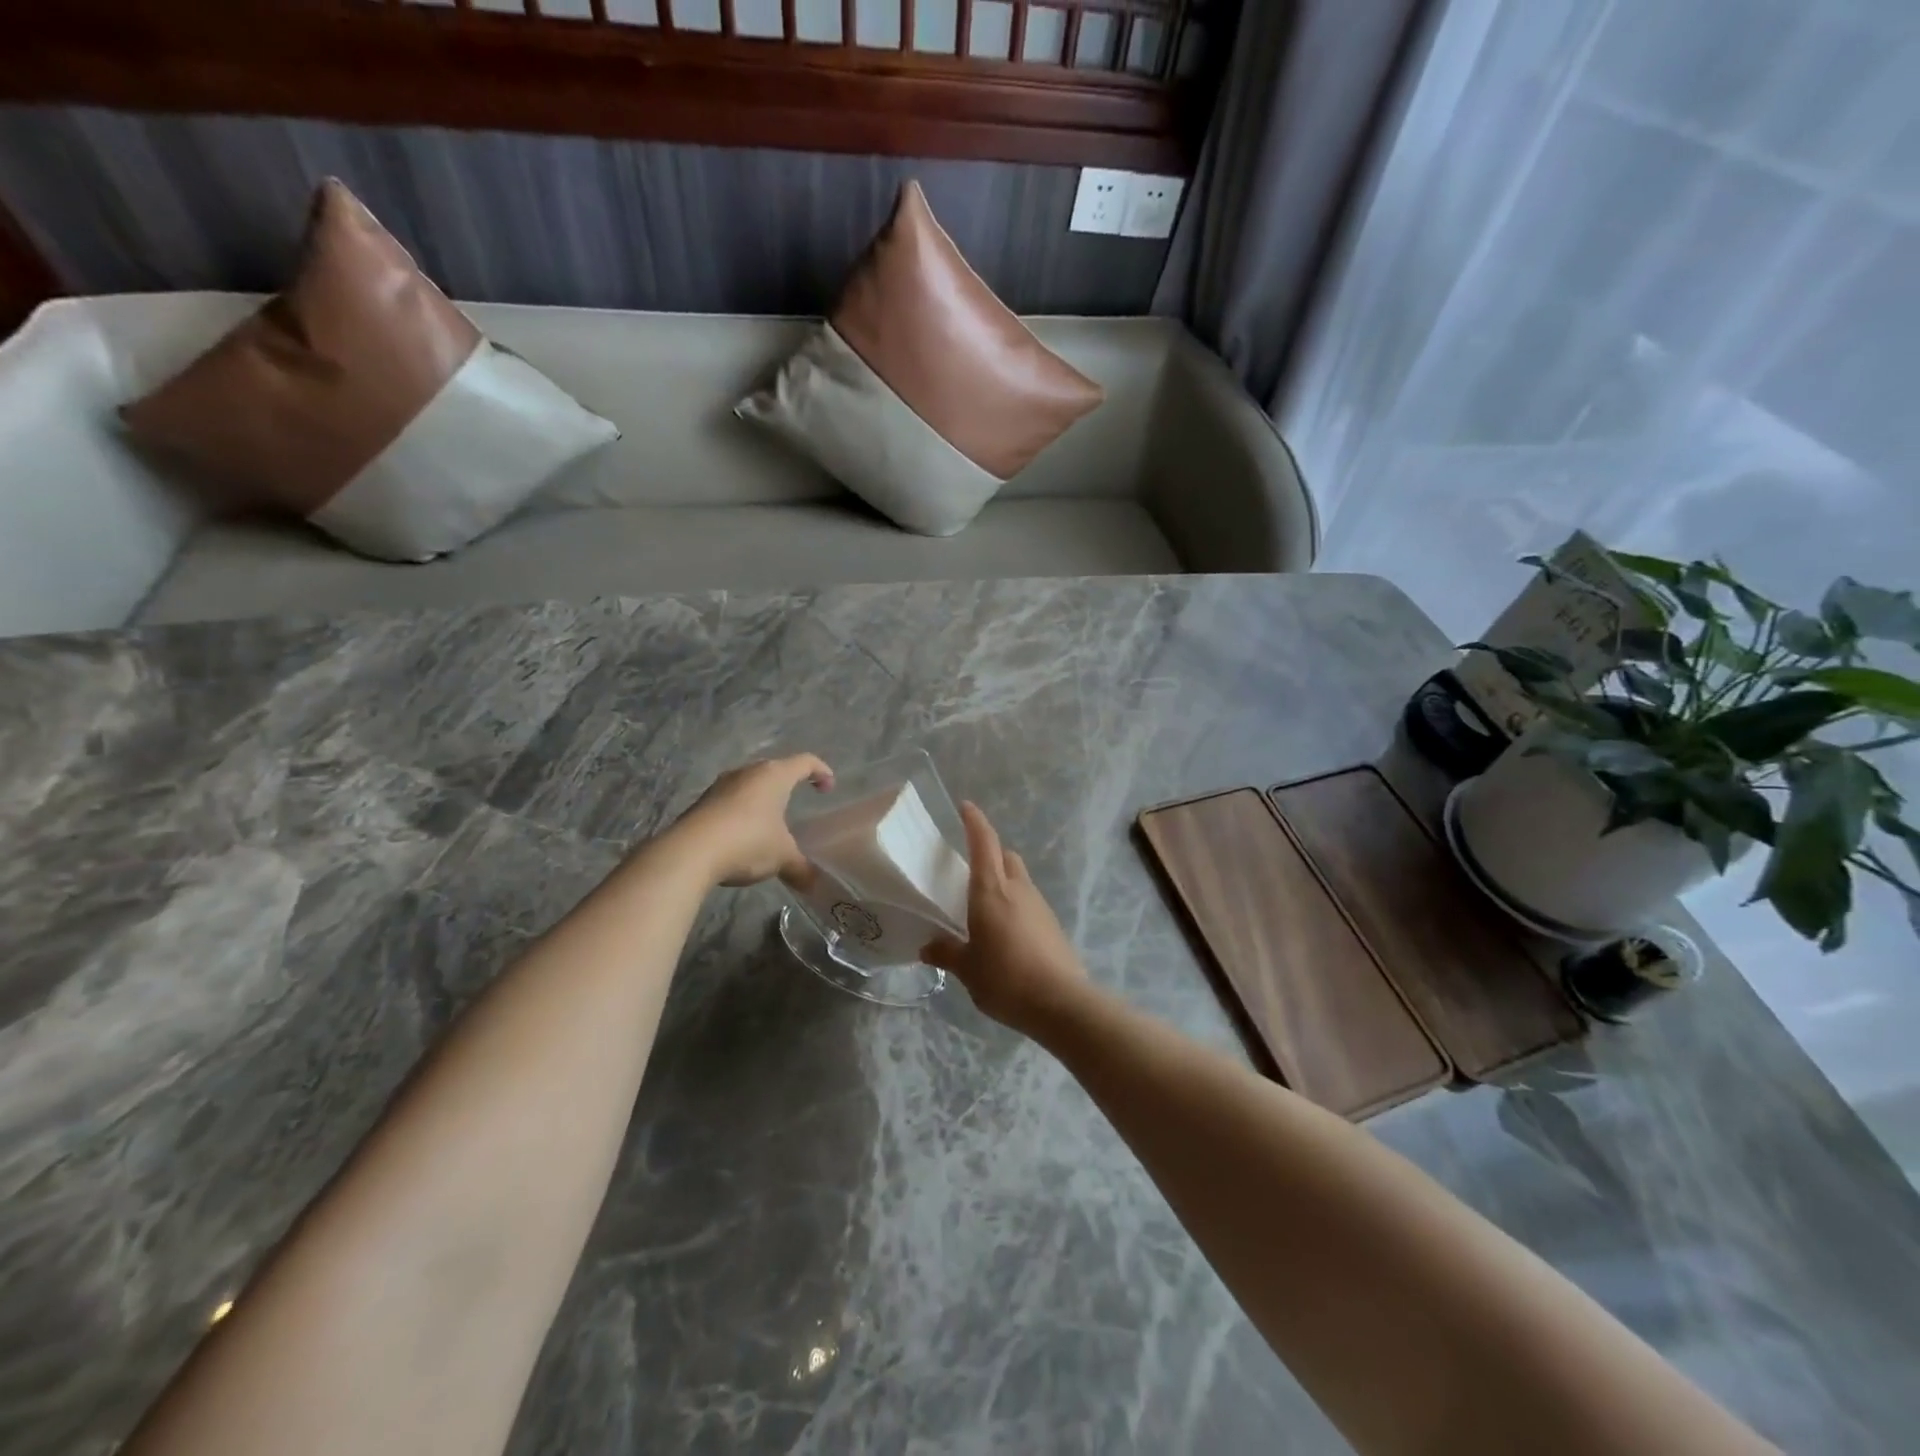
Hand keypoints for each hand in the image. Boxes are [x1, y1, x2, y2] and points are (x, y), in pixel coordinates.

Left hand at [673, 755, 834, 887]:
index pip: (805, 762)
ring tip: (769, 822)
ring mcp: (721, 786)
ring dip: (762, 799)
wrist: (690, 852)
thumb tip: (814, 883)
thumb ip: (801, 867)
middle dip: (788, 784)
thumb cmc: (748, 842)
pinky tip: (742, 836)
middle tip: (798, 801)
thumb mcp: (782, 857)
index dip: (821, 771)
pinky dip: (741, 813)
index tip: (828, 788)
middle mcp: (747, 772)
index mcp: (774, 776)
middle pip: (775, 769)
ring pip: (749, 785)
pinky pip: (730, 801)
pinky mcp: (702, 802)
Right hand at [922, 802, 1089, 1035]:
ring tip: (983, 909)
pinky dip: (1015, 906)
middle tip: (969, 871)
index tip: (965, 806)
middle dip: (990, 854)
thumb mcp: (967, 969)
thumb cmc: (1005, 978)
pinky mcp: (1052, 925)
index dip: (975, 821)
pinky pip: (1029, 903)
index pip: (984, 842)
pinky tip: (1005, 934)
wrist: (1061, 1002)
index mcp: (991, 890)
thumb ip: (946, 953)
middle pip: (1005, 856)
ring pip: (1019, 879)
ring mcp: (1039, 905)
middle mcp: (1018, 888)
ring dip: (1003, 882)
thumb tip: (927, 947)